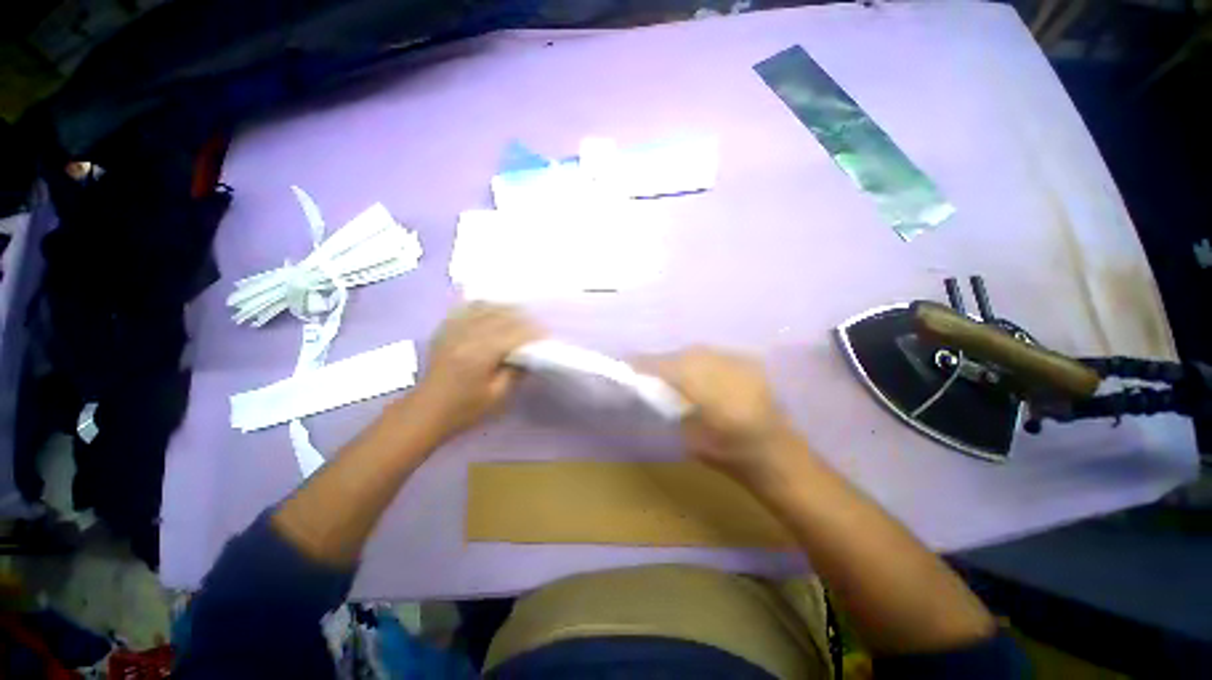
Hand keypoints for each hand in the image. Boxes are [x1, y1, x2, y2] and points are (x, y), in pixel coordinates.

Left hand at [410, 303, 542, 440]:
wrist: (426, 411)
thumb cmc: (465, 409)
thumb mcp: (497, 396)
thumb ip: (515, 372)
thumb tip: (529, 353)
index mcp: (480, 354)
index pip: (514, 334)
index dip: (534, 332)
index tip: (547, 334)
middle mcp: (467, 335)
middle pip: (501, 315)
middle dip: (523, 317)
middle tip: (536, 324)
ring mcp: (453, 329)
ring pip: (485, 307)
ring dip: (505, 309)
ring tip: (519, 315)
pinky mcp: (445, 329)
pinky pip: (466, 307)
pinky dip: (483, 305)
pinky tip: (492, 309)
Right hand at [645, 348, 797, 483]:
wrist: (779, 456)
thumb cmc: (731, 456)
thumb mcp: (691, 438)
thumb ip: (670, 408)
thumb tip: (651, 388)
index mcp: (710, 393)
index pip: (669, 368)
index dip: (646, 364)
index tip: (628, 364)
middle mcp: (725, 370)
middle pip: (684, 355)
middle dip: (664, 362)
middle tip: (651, 372)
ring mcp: (741, 364)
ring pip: (700, 352)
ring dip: (682, 360)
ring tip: (675, 373)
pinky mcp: (750, 363)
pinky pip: (716, 355)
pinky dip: (701, 361)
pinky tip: (701, 374)